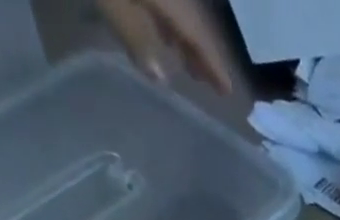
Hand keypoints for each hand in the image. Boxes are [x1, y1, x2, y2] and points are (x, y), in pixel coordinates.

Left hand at [96, 0, 233, 91]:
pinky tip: (161, 32)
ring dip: (183, 37)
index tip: (226, 91)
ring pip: (178, 10)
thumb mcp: (112, 4)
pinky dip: (165, 19)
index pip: (198, 37)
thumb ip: (135, 39)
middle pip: (191, 22)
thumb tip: (160, 77)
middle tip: (205, 81)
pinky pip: (162, 1)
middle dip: (199, 52)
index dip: (213, 65)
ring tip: (185, 63)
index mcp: (170, 1)